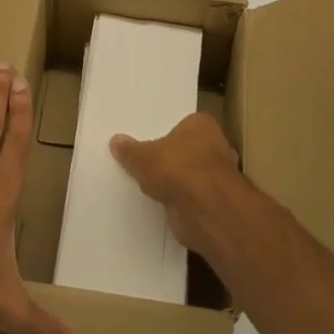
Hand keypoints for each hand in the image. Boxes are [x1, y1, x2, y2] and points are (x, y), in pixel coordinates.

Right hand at [110, 113, 269, 261]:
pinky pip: (190, 196)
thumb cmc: (177, 168)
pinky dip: (179, 200)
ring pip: (189, 175)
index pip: (183, 124)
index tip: (147, 141)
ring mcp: (217, 176)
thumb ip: (130, 150)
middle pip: (187, 150)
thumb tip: (116, 141)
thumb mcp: (142, 157)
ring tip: (147, 185)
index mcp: (202, 125)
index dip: (166, 133)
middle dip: (171, 158)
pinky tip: (160, 203)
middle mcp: (216, 146)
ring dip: (175, 182)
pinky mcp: (213, 201)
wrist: (204, 209)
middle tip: (143, 163)